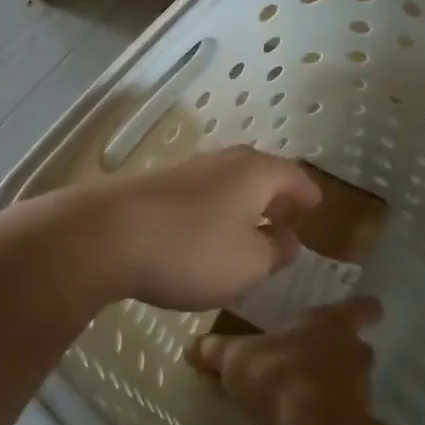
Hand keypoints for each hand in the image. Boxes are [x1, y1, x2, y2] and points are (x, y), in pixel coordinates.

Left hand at [85, 145, 323, 309]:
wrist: (107, 235)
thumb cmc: (193, 250)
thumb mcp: (250, 263)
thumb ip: (276, 251)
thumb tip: (287, 239)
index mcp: (256, 172)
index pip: (295, 177)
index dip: (308, 195)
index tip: (317, 209)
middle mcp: (224, 161)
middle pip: (261, 174)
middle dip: (276, 198)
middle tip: (285, 222)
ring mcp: (188, 170)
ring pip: (229, 184)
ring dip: (244, 206)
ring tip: (248, 233)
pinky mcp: (158, 186)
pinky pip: (201, 196)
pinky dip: (215, 212)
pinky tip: (206, 237)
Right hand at [191, 298, 378, 424]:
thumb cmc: (278, 375)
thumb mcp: (235, 358)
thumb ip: (215, 350)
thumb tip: (193, 346)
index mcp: (332, 321)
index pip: (364, 307)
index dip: (361, 309)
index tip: (355, 313)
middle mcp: (354, 350)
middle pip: (356, 345)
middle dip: (337, 351)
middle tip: (309, 357)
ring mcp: (361, 390)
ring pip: (350, 380)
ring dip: (331, 385)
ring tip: (300, 393)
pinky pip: (341, 413)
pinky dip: (325, 415)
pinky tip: (300, 422)